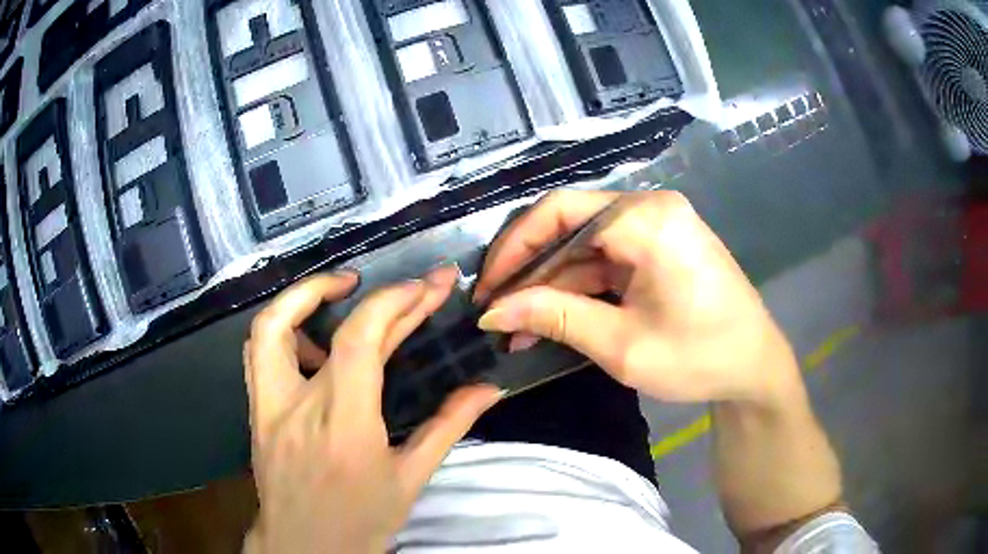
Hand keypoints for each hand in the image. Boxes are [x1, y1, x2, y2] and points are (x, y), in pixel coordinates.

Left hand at [243, 267, 501, 553]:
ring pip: (267, 327)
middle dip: (370, 293)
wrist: (304, 547)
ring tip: (343, 290)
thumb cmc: (360, 521)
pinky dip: (284, 328)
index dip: (394, 303)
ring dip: (305, 295)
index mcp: (343, 424)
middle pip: (320, 325)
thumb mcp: (410, 480)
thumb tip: (488, 389)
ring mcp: (267, 405)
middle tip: (404, 284)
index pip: (360, 341)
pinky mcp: (256, 410)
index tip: (427, 287)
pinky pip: (257, 353)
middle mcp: (298, 405)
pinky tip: (313, 339)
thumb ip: (448, 427)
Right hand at [474, 190, 799, 405]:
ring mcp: (657, 225)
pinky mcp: (659, 247)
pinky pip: (607, 258)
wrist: (755, 368)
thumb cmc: (699, 357)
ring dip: (552, 284)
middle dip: (530, 270)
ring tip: (519, 327)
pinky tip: (554, 318)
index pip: (559, 212)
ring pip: (585, 245)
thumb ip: (555, 318)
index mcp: (647, 219)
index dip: (513, 248)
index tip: (487, 290)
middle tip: (498, 311)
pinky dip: (580, 287)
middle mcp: (650, 208)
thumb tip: (493, 312)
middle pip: (569, 225)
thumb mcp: (622, 345)